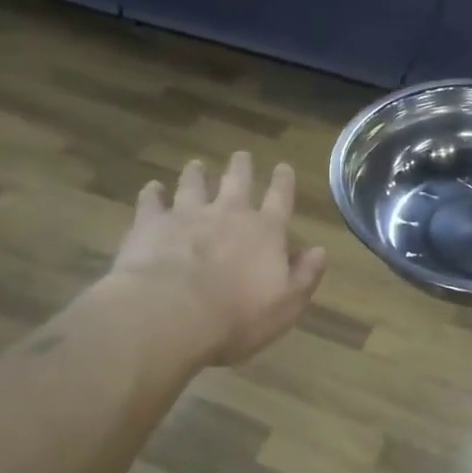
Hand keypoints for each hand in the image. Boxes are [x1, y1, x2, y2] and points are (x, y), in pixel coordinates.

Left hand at [109, 152, 326, 365]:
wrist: (171, 315)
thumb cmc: (237, 316)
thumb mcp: (287, 304)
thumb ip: (305, 274)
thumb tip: (319, 250)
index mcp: (265, 231)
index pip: (280, 198)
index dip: (283, 181)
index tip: (283, 167)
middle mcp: (228, 213)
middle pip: (237, 181)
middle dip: (241, 167)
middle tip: (241, 156)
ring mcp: (188, 214)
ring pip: (194, 184)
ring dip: (197, 173)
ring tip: (197, 165)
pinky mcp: (152, 224)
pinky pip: (152, 201)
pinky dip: (153, 193)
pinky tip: (152, 188)